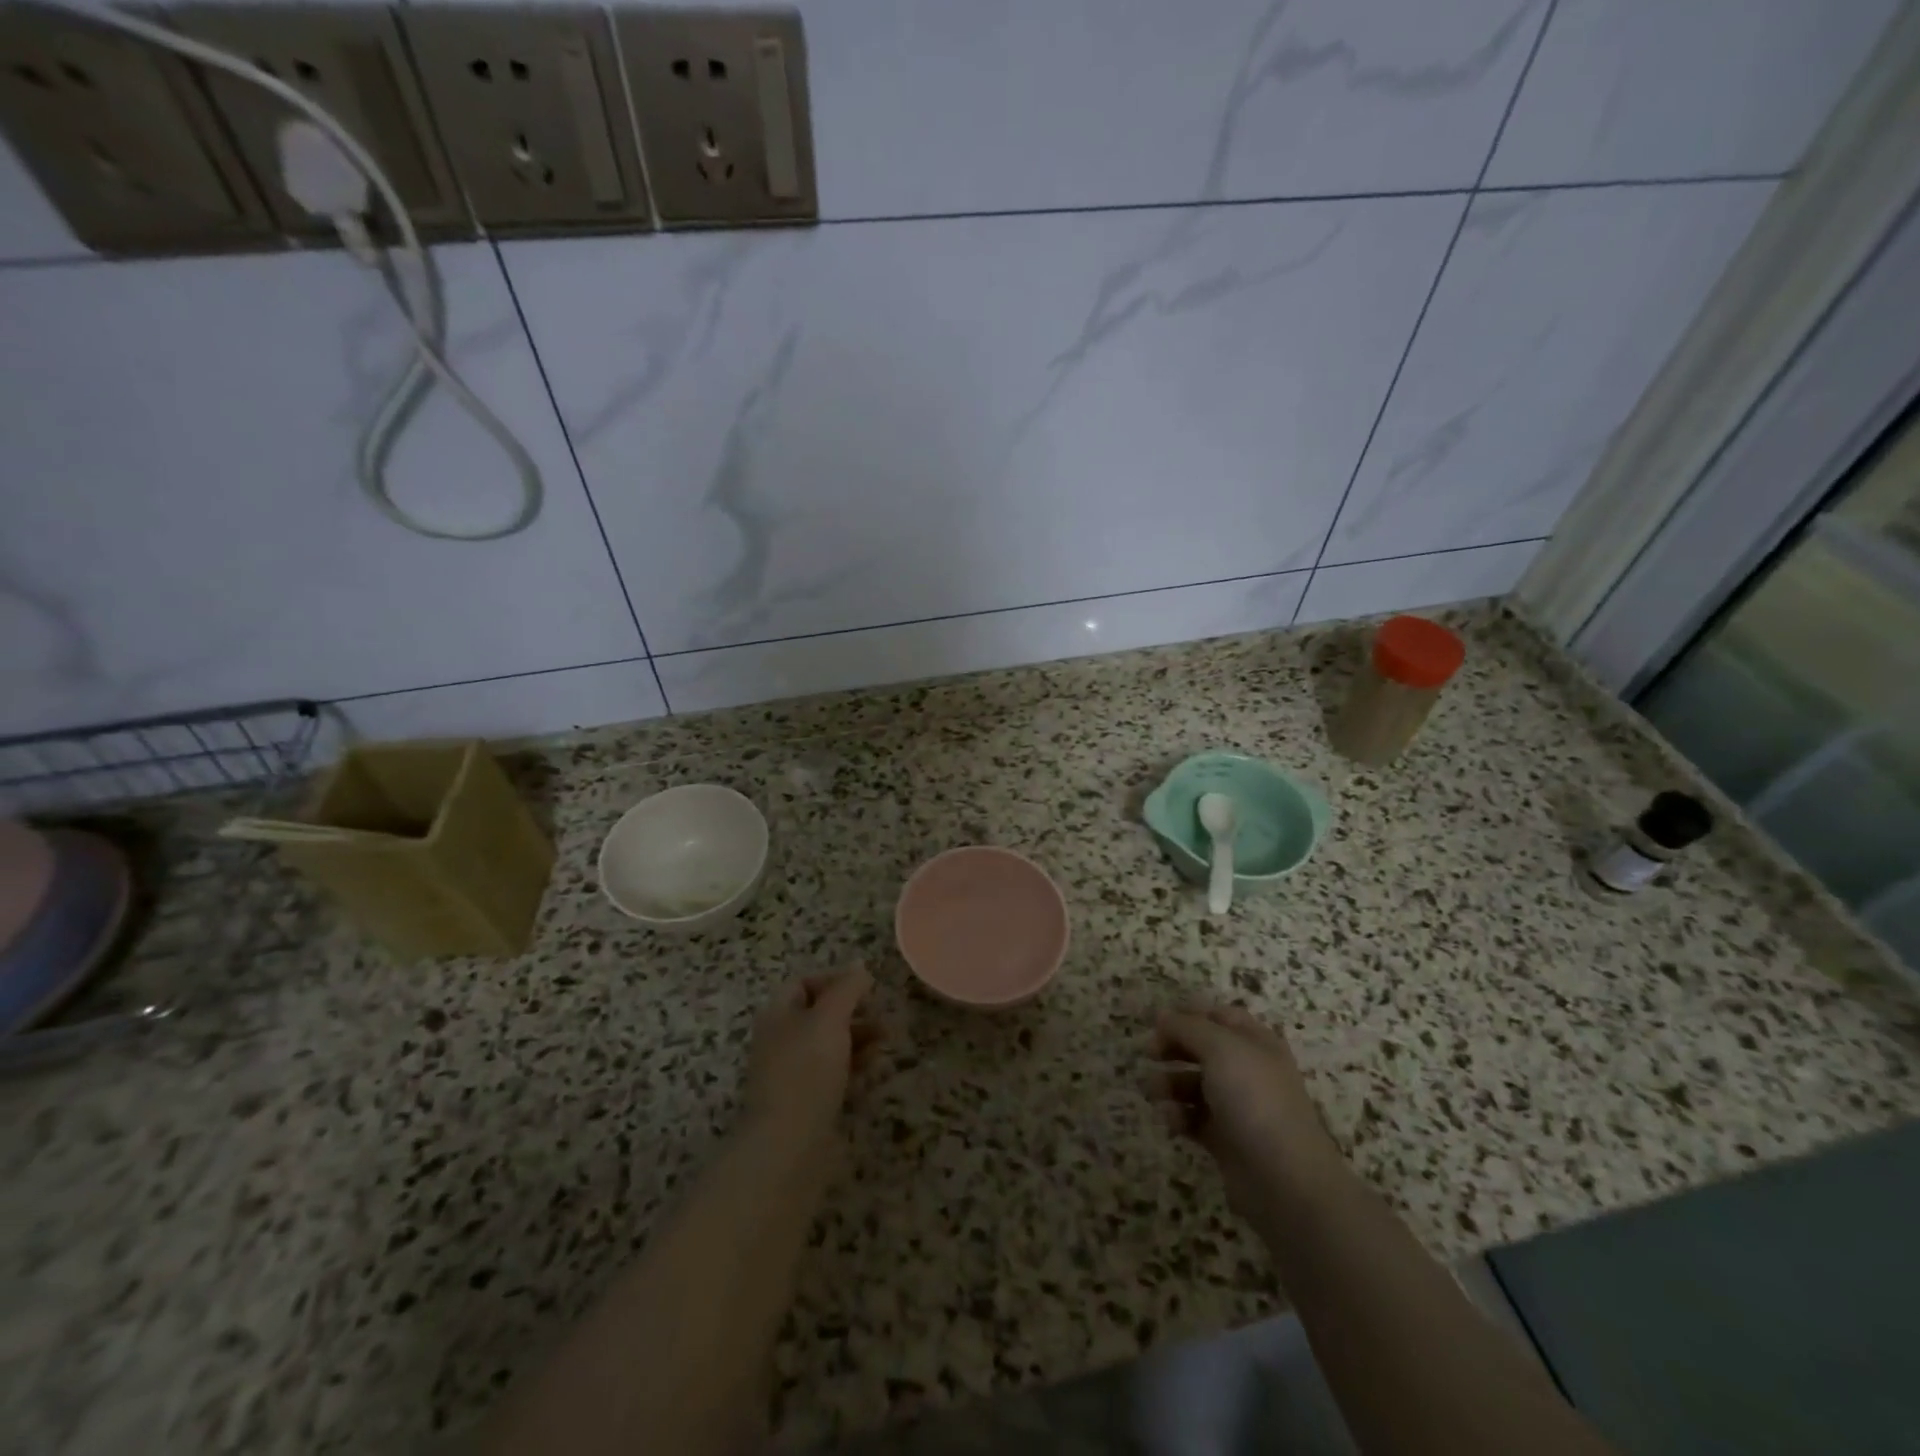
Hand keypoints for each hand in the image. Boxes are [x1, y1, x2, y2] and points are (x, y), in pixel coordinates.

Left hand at [742, 966, 879, 1142]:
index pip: (803, 983)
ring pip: (829, 1046)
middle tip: (883, 1018)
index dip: (834, 981)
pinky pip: (833, 1075)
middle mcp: (781, 1041)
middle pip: (819, 1015)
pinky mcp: (806, 1103)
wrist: (788, 1146)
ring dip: (859, 1039)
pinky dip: (854, 1068)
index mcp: (777, 1015)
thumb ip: (846, 989)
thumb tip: (859, 967)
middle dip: (853, 1012)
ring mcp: (792, 1074)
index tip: (866, 990)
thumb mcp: (830, 1019)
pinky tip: (874, 1071)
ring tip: (886, 1042)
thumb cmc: (806, 1071)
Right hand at [1148, 1004, 1343, 1218]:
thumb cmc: (1253, 1099)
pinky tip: (1172, 1120)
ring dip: (1170, 1083)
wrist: (1284, 1180)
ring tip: (1153, 1091)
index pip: (1220, 1016)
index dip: (1190, 1015)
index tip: (1158, 1022)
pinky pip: (1195, 1118)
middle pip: (1204, 1048)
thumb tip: (1162, 1015)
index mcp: (1256, 1042)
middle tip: (1149, 1053)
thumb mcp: (1219, 1049)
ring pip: (1195, 1084)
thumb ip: (1187, 1027)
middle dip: (1174, 1048)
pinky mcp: (1226, 1139)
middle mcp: (1248, 1070)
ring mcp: (1238, 1107)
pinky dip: (1179, 1116)